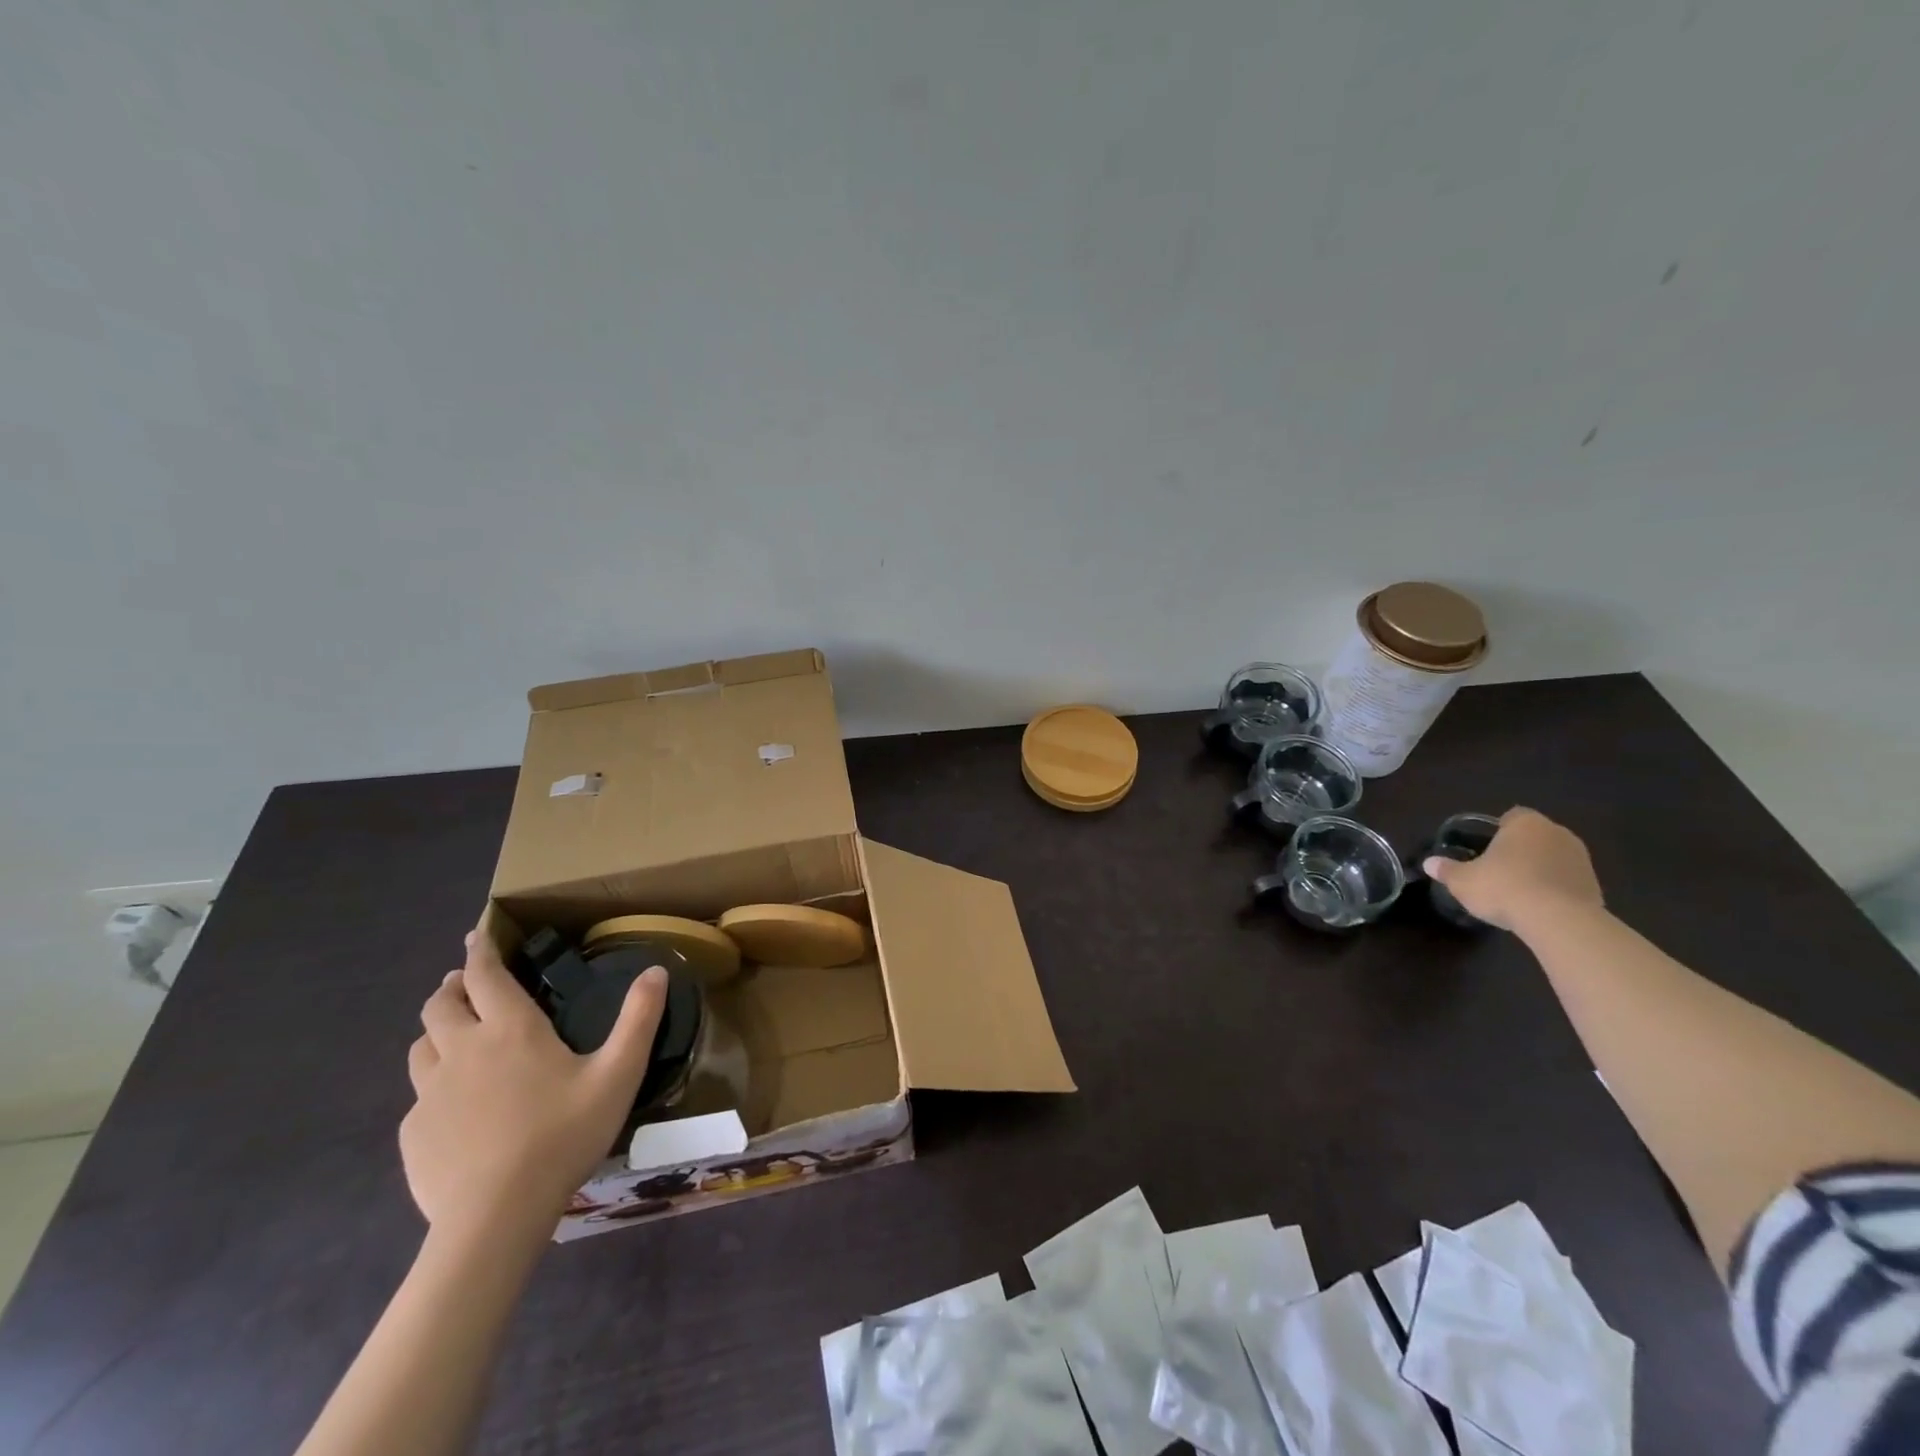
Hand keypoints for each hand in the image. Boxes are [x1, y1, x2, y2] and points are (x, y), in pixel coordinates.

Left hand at [402, 930, 666, 1241]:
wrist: (495, 1217)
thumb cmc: (563, 1135)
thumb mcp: (618, 1074)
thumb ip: (639, 1019)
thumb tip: (656, 971)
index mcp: (511, 1029)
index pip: (484, 975)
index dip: (479, 950)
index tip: (475, 934)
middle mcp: (463, 1050)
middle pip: (440, 1004)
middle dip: (452, 986)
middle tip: (466, 984)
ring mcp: (430, 1093)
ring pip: (421, 1046)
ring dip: (437, 1031)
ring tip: (455, 1035)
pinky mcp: (413, 1133)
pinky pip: (419, 1095)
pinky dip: (434, 1084)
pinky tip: (455, 1106)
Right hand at [1422, 807, 1603, 932]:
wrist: (1558, 920)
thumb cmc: (1504, 887)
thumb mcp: (1463, 880)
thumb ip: (1447, 870)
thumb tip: (1429, 863)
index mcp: (1526, 824)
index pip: (1512, 816)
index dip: (1498, 830)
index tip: (1487, 848)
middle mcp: (1557, 833)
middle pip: (1535, 836)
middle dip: (1521, 849)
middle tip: (1500, 869)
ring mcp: (1581, 859)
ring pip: (1554, 857)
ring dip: (1540, 868)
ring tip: (1520, 891)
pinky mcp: (1595, 885)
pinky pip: (1568, 880)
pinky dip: (1555, 888)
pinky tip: (1539, 906)